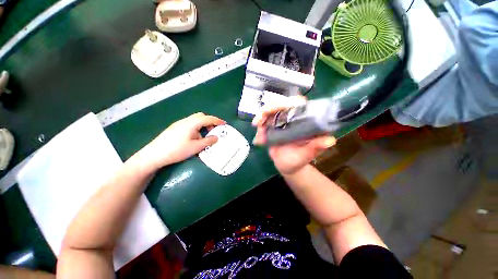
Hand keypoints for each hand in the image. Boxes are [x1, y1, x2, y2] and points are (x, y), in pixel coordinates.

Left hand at [137, 112, 224, 169]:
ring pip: (195, 120)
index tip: (225, 124)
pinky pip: (190, 125)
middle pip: (201, 116)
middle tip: (215, 130)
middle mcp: (186, 121)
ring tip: (205, 137)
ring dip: (203, 126)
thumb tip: (216, 137)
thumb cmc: (177, 150)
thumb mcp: (195, 147)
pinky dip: (197, 128)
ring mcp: (179, 124)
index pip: (208, 118)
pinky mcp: (175, 128)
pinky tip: (195, 139)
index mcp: (192, 123)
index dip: (217, 121)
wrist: (154, 155)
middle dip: (210, 122)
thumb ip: (208, 141)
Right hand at [252, 97, 335, 174]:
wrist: (287, 165)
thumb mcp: (308, 154)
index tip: (282, 107)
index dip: (290, 102)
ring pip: (269, 111)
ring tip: (256, 124)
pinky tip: (258, 136)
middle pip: (280, 104)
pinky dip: (259, 125)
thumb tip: (330, 140)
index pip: (298, 104)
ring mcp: (279, 122)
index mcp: (303, 121)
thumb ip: (316, 146)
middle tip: (262, 118)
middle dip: (270, 108)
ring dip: (261, 115)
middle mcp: (291, 118)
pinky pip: (263, 121)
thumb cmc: (299, 159)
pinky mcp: (270, 127)